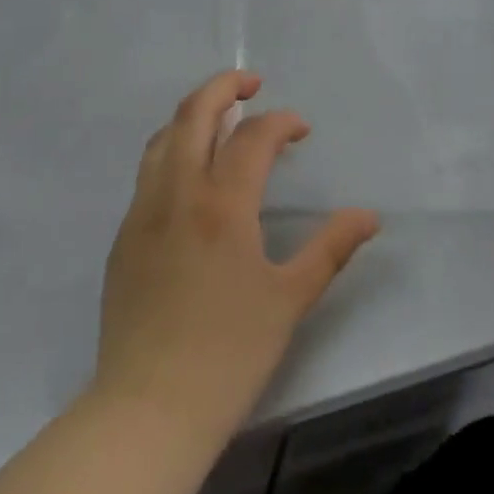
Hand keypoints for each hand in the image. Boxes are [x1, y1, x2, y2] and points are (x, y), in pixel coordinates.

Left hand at [94, 70, 380, 444]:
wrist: (148, 410)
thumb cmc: (228, 355)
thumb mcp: (289, 300)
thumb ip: (330, 248)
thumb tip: (368, 215)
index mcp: (223, 204)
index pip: (253, 137)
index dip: (281, 122)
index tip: (300, 130)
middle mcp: (178, 192)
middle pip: (195, 113)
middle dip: (224, 86)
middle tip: (251, 83)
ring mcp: (144, 210)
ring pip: (164, 136)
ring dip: (194, 114)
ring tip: (221, 120)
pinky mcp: (125, 234)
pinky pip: (148, 170)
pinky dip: (173, 149)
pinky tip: (191, 173)